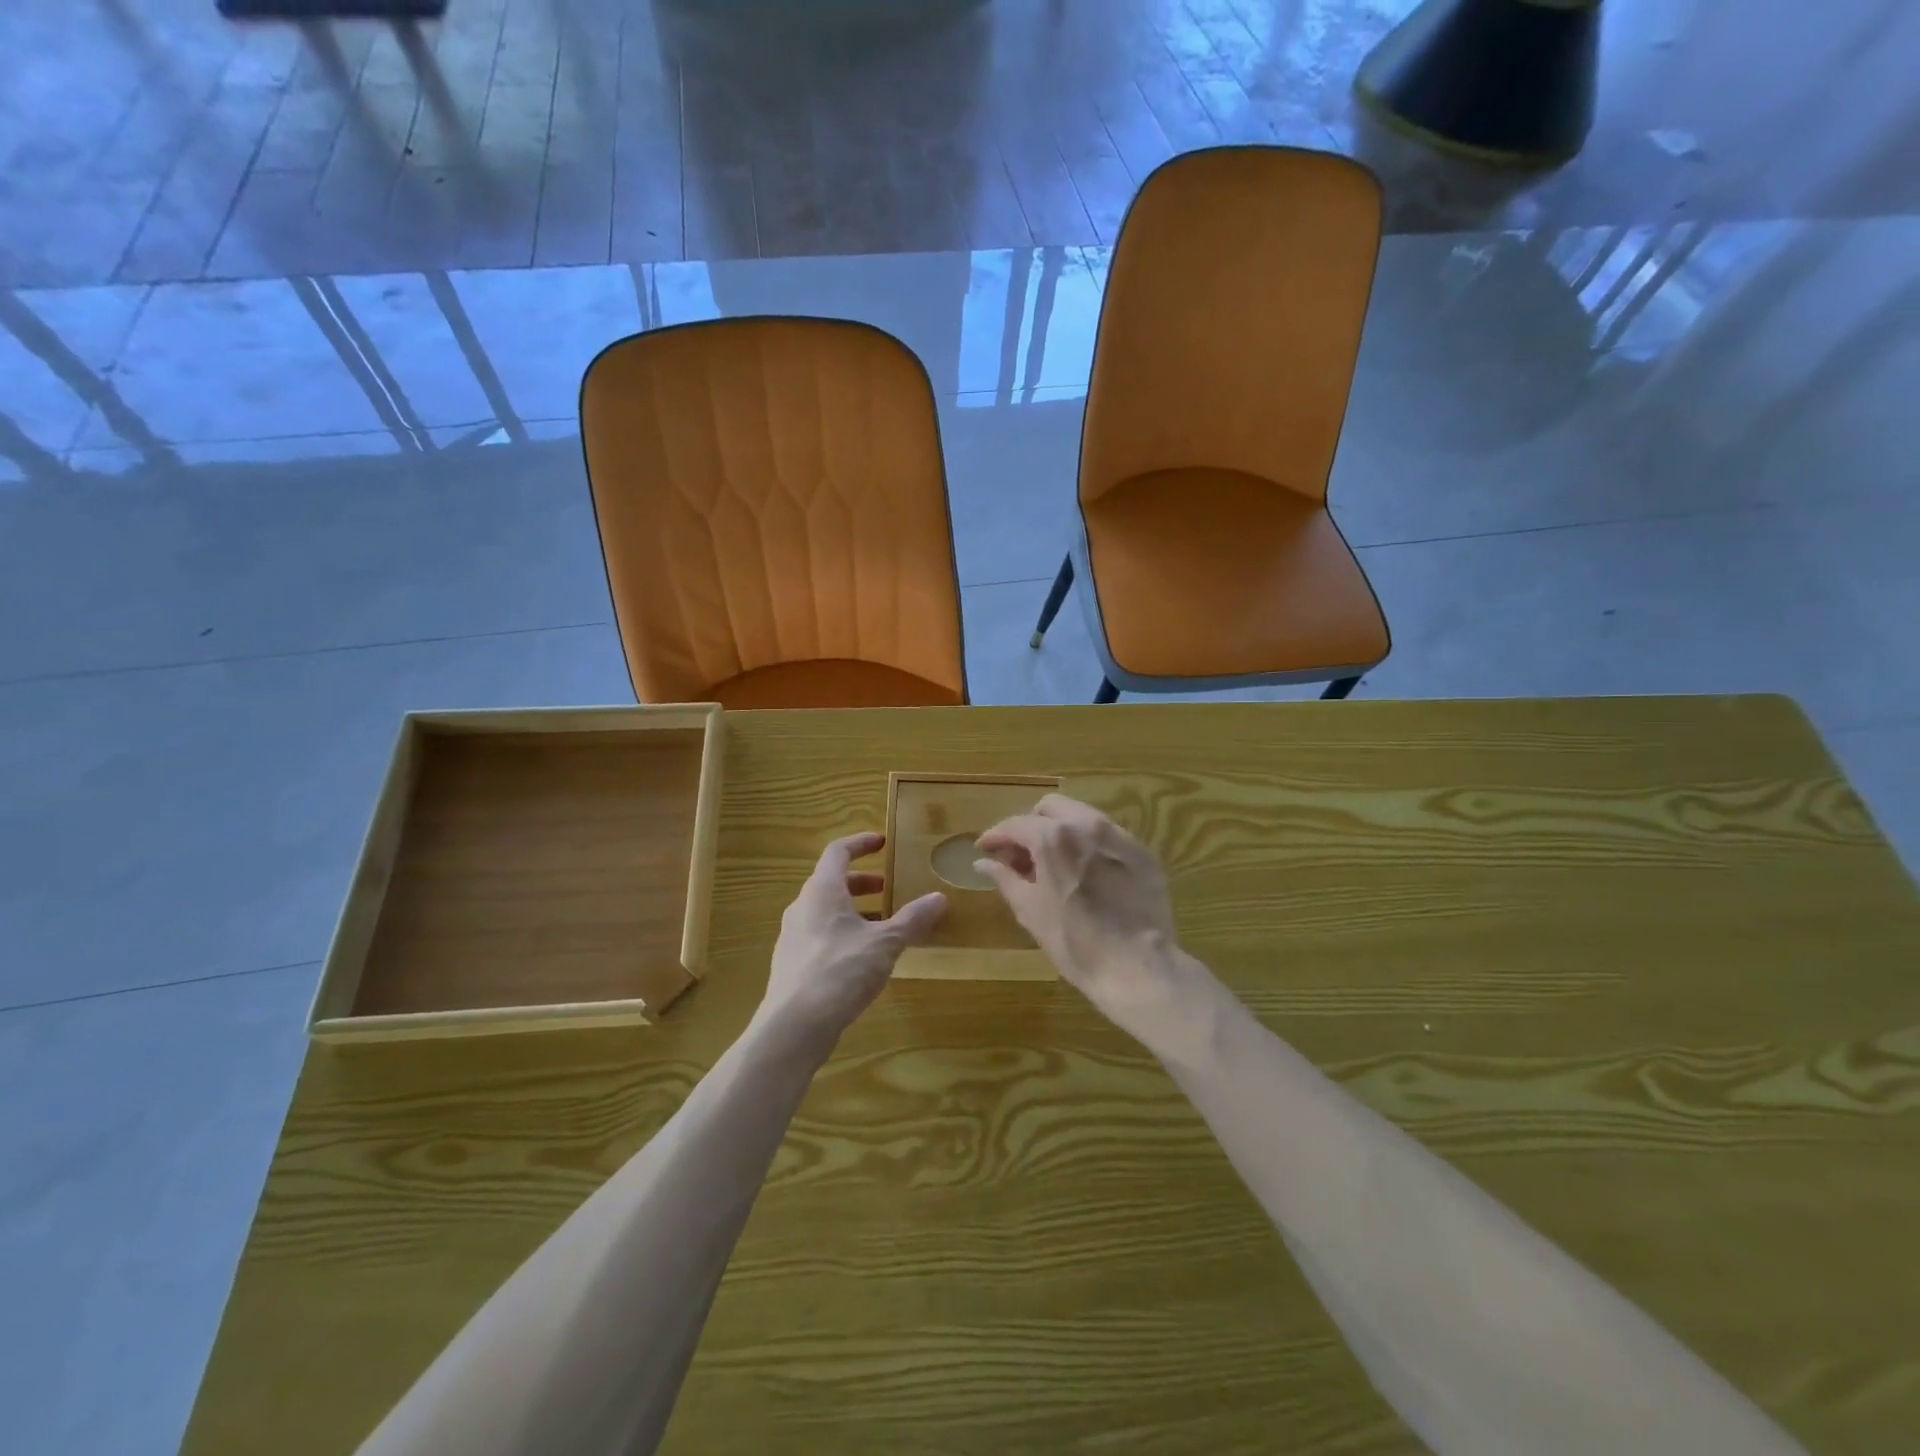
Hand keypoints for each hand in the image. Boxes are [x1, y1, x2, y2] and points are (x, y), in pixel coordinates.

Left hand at [760, 833, 946, 1040]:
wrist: (794, 1026)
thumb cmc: (841, 971)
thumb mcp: (885, 943)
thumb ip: (912, 919)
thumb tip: (939, 898)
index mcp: (822, 891)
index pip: (838, 852)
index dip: (861, 843)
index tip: (882, 843)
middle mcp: (802, 907)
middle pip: (831, 882)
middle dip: (862, 883)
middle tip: (887, 889)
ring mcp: (793, 937)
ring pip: (826, 912)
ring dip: (854, 911)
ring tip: (882, 926)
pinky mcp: (793, 964)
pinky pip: (820, 936)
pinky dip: (843, 934)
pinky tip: (863, 959)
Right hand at [975, 795, 1208, 1045]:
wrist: (1137, 967)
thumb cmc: (1073, 942)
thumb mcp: (1030, 911)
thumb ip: (1004, 878)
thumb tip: (982, 862)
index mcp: (1053, 837)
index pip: (1016, 824)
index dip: (996, 835)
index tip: (985, 848)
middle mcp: (1086, 825)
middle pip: (1051, 808)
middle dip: (1031, 825)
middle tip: (1022, 855)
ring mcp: (1119, 836)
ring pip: (1082, 816)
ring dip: (1061, 831)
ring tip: (1054, 863)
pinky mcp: (1142, 852)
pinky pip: (1108, 836)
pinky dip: (1089, 845)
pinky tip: (1087, 873)